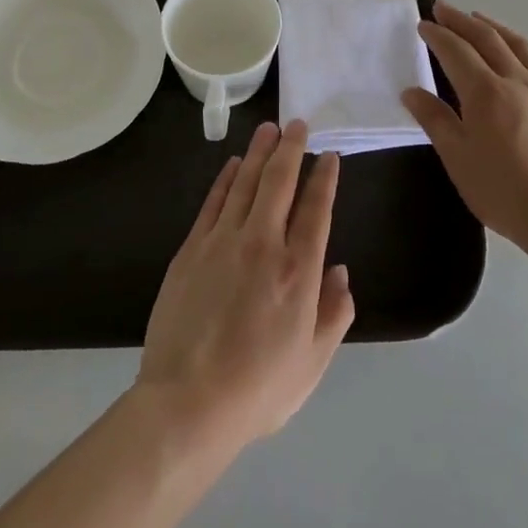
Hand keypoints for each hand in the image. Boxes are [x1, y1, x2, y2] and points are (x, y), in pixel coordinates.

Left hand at [137, 121, 354, 452]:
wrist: (188, 403)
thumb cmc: (258, 388)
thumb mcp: (313, 362)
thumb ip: (334, 313)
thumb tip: (340, 270)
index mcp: (299, 271)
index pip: (316, 209)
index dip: (325, 178)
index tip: (329, 156)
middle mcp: (264, 244)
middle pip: (280, 181)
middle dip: (292, 148)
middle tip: (298, 124)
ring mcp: (224, 241)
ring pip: (246, 182)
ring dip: (259, 152)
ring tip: (269, 129)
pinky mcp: (192, 248)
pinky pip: (214, 201)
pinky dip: (227, 178)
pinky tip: (234, 164)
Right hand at [401, 1, 527, 254]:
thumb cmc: (503, 191)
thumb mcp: (458, 158)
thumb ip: (435, 120)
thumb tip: (412, 92)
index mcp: (486, 92)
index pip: (456, 51)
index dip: (437, 35)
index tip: (422, 23)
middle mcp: (516, 81)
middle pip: (487, 38)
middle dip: (461, 20)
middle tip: (442, 7)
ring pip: (516, 45)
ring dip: (492, 27)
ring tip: (478, 19)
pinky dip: (514, 49)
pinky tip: (511, 61)